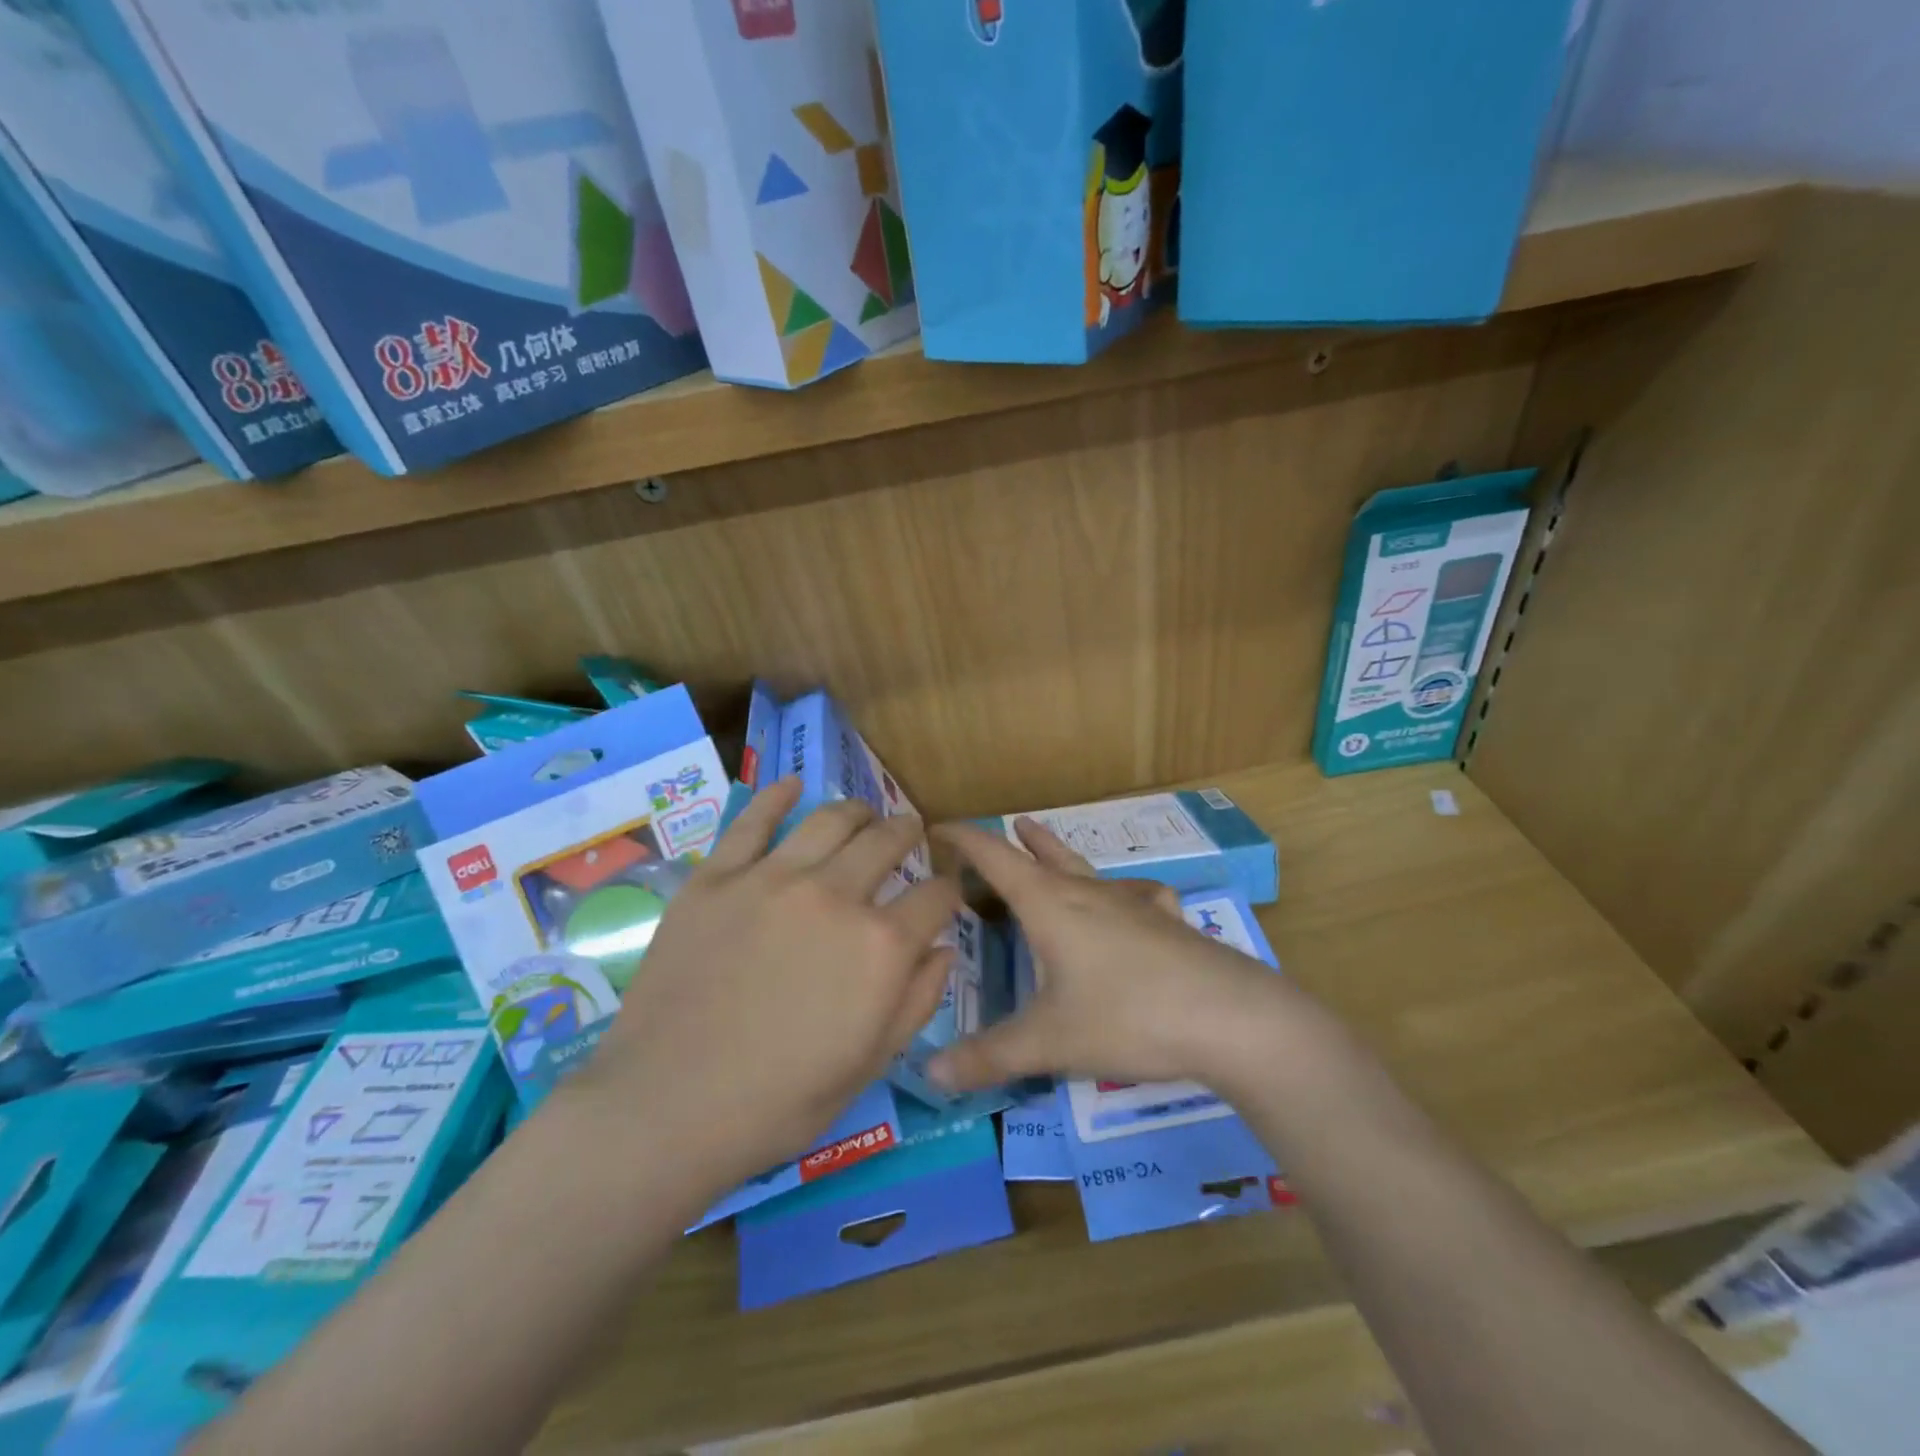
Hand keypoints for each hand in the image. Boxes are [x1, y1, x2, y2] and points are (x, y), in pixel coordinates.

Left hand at [564, 780, 958, 1200]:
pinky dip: (778, 796)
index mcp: (881, 945)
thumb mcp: (869, 1063)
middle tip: (908, 834)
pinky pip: (753, 821)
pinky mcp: (716, 877)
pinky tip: (793, 786)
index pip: (936, 896)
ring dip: (858, 810)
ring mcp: (771, 879)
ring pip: (830, 819)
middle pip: (887, 841)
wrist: (666, 1108)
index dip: (948, 892)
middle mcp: (834, 895)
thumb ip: (917, 1000)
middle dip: (908, 833)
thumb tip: (943, 949)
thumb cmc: (779, 1102)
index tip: (943, 894)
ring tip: (863, 813)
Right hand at [928, 818, 1285, 1092]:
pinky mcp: (1168, 923)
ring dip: (1062, 855)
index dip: (966, 840)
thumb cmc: (1128, 1018)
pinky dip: (1120, 893)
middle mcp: (1089, 894)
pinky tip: (1133, 902)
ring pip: (1088, 870)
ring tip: (1050, 845)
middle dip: (1018, 841)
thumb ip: (989, 1057)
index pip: (996, 859)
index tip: (939, 827)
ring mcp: (1134, 905)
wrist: (1231, 1018)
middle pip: (1046, 855)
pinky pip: (1135, 896)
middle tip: (1006, 825)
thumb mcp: (1050, 1042)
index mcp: (1051, 907)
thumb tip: (929, 1074)